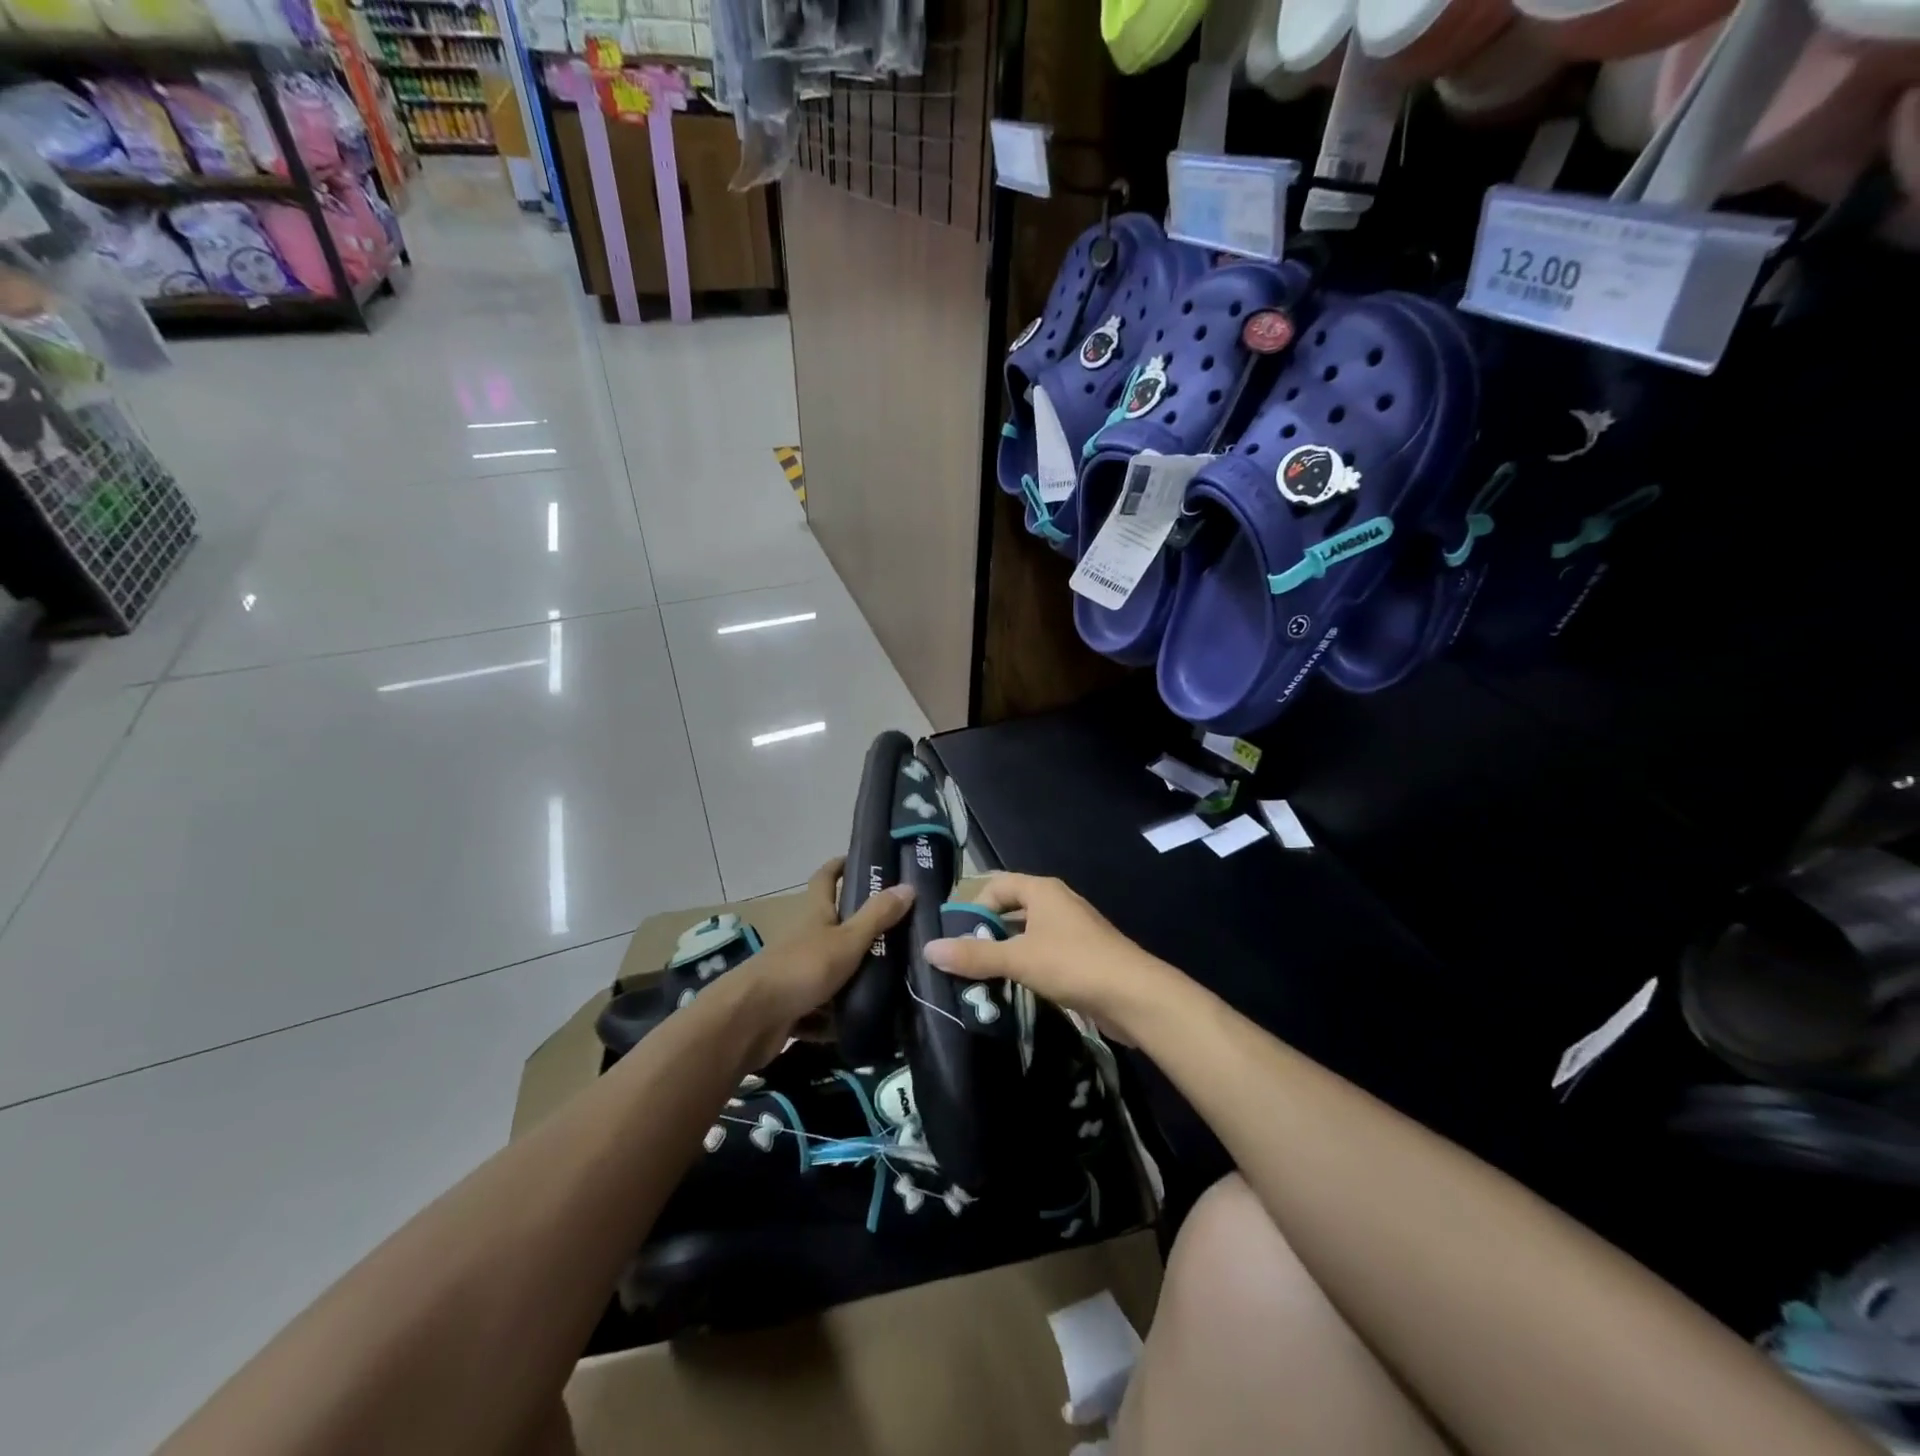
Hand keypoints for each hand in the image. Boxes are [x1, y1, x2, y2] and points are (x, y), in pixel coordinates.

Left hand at [724, 857, 913, 1065]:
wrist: (750, 1020)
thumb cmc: (801, 968)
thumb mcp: (847, 941)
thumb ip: (877, 916)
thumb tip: (908, 885)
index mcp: (815, 914)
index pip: (825, 878)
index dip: (839, 866)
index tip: (861, 860)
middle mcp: (804, 939)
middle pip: (833, 928)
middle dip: (860, 932)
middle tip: (899, 935)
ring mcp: (796, 974)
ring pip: (830, 972)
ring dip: (851, 981)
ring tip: (892, 988)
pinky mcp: (791, 1007)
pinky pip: (820, 1011)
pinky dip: (835, 1019)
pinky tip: (860, 1027)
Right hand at [922, 873, 1177, 1034]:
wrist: (1135, 996)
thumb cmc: (1073, 964)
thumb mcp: (1018, 958)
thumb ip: (974, 955)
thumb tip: (929, 949)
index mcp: (1042, 890)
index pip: (997, 884)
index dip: (974, 905)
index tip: (955, 935)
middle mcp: (1057, 903)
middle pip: (1012, 909)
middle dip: (986, 932)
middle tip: (962, 959)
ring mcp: (1072, 930)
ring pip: (1027, 934)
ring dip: (1005, 952)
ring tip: (980, 978)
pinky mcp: (1082, 957)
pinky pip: (1044, 954)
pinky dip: (1025, 966)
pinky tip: (1013, 990)